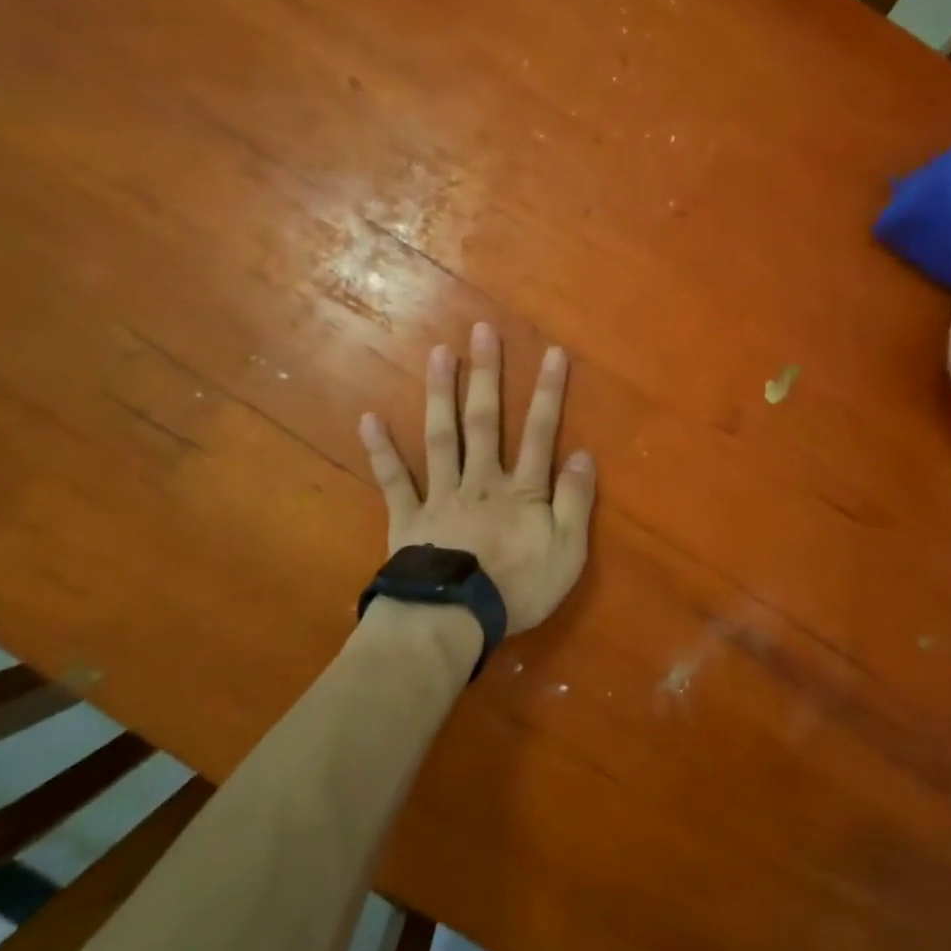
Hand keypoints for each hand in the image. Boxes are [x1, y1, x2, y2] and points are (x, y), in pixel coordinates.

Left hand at [358, 323, 596, 633]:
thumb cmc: (517, 589)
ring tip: (439, 353)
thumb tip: (582, 454)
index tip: (552, 352)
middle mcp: (480, 480)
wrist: (452, 620)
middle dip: (487, 375)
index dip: (548, 392)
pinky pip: (393, 480)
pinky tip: (368, 418)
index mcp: (521, 491)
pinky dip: (381, 450)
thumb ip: (575, 501)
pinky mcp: (408, 518)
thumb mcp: (567, 551)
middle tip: (482, 331)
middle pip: (485, 421)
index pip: (540, 432)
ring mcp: (440, 495)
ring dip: (441, 394)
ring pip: (441, 437)